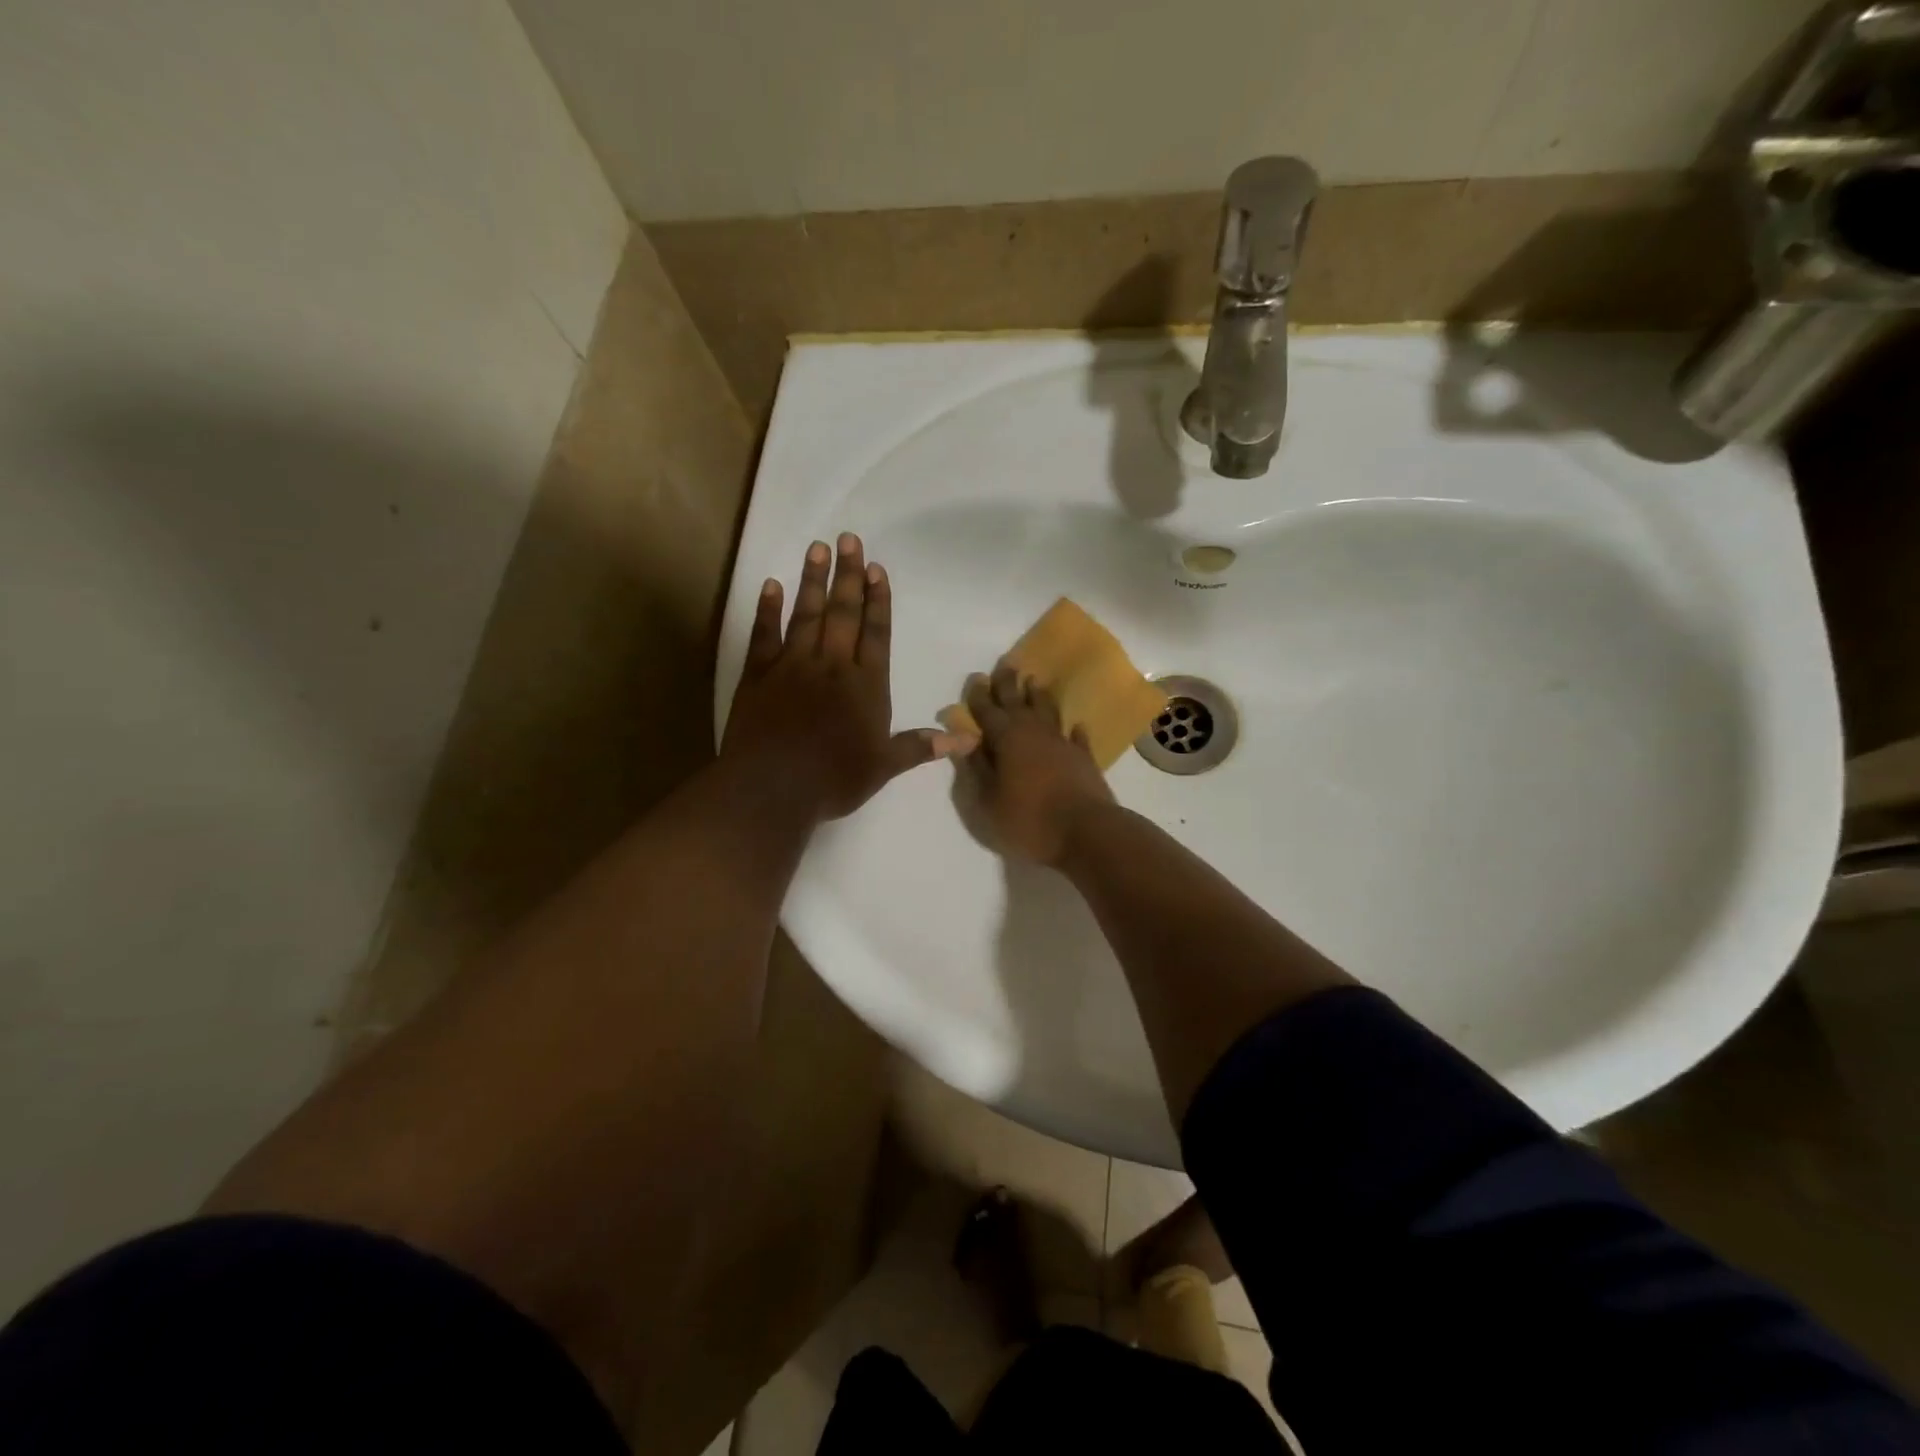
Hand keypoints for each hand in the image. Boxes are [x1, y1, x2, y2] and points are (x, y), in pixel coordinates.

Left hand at [724, 534, 966, 820]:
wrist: (772, 789)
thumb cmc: (834, 780)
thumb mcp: (884, 767)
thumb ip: (921, 747)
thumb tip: (969, 738)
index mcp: (866, 685)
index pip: (876, 633)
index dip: (879, 600)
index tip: (877, 568)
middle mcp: (832, 666)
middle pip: (844, 613)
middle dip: (849, 575)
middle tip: (849, 538)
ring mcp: (792, 666)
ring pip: (806, 615)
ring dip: (813, 580)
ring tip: (818, 548)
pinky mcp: (758, 675)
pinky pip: (764, 635)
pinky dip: (767, 609)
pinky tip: (771, 586)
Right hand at [961, 665, 1115, 864]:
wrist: (1086, 832)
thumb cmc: (1028, 820)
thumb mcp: (988, 801)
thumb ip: (976, 769)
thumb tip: (965, 743)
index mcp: (1006, 739)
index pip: (987, 711)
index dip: (979, 696)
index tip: (976, 678)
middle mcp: (1033, 733)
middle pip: (1018, 702)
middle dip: (1008, 683)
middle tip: (1006, 664)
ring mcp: (1062, 743)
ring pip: (1048, 711)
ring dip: (1038, 696)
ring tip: (1034, 681)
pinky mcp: (1084, 758)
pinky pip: (1077, 737)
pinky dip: (1074, 730)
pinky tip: (1076, 725)